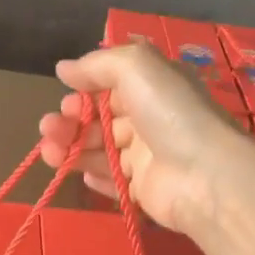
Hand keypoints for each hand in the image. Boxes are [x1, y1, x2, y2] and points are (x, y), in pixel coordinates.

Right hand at [37, 40, 250, 233]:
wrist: (205, 176)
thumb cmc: (171, 113)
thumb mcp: (137, 67)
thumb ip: (98, 64)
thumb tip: (64, 68)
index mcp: (154, 87)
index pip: (112, 85)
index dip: (85, 90)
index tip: (65, 96)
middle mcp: (152, 119)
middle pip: (102, 119)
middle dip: (70, 121)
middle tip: (49, 128)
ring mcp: (149, 157)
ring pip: (101, 150)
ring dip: (72, 148)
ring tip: (49, 152)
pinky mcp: (145, 189)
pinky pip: (114, 181)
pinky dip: (96, 176)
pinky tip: (81, 173)